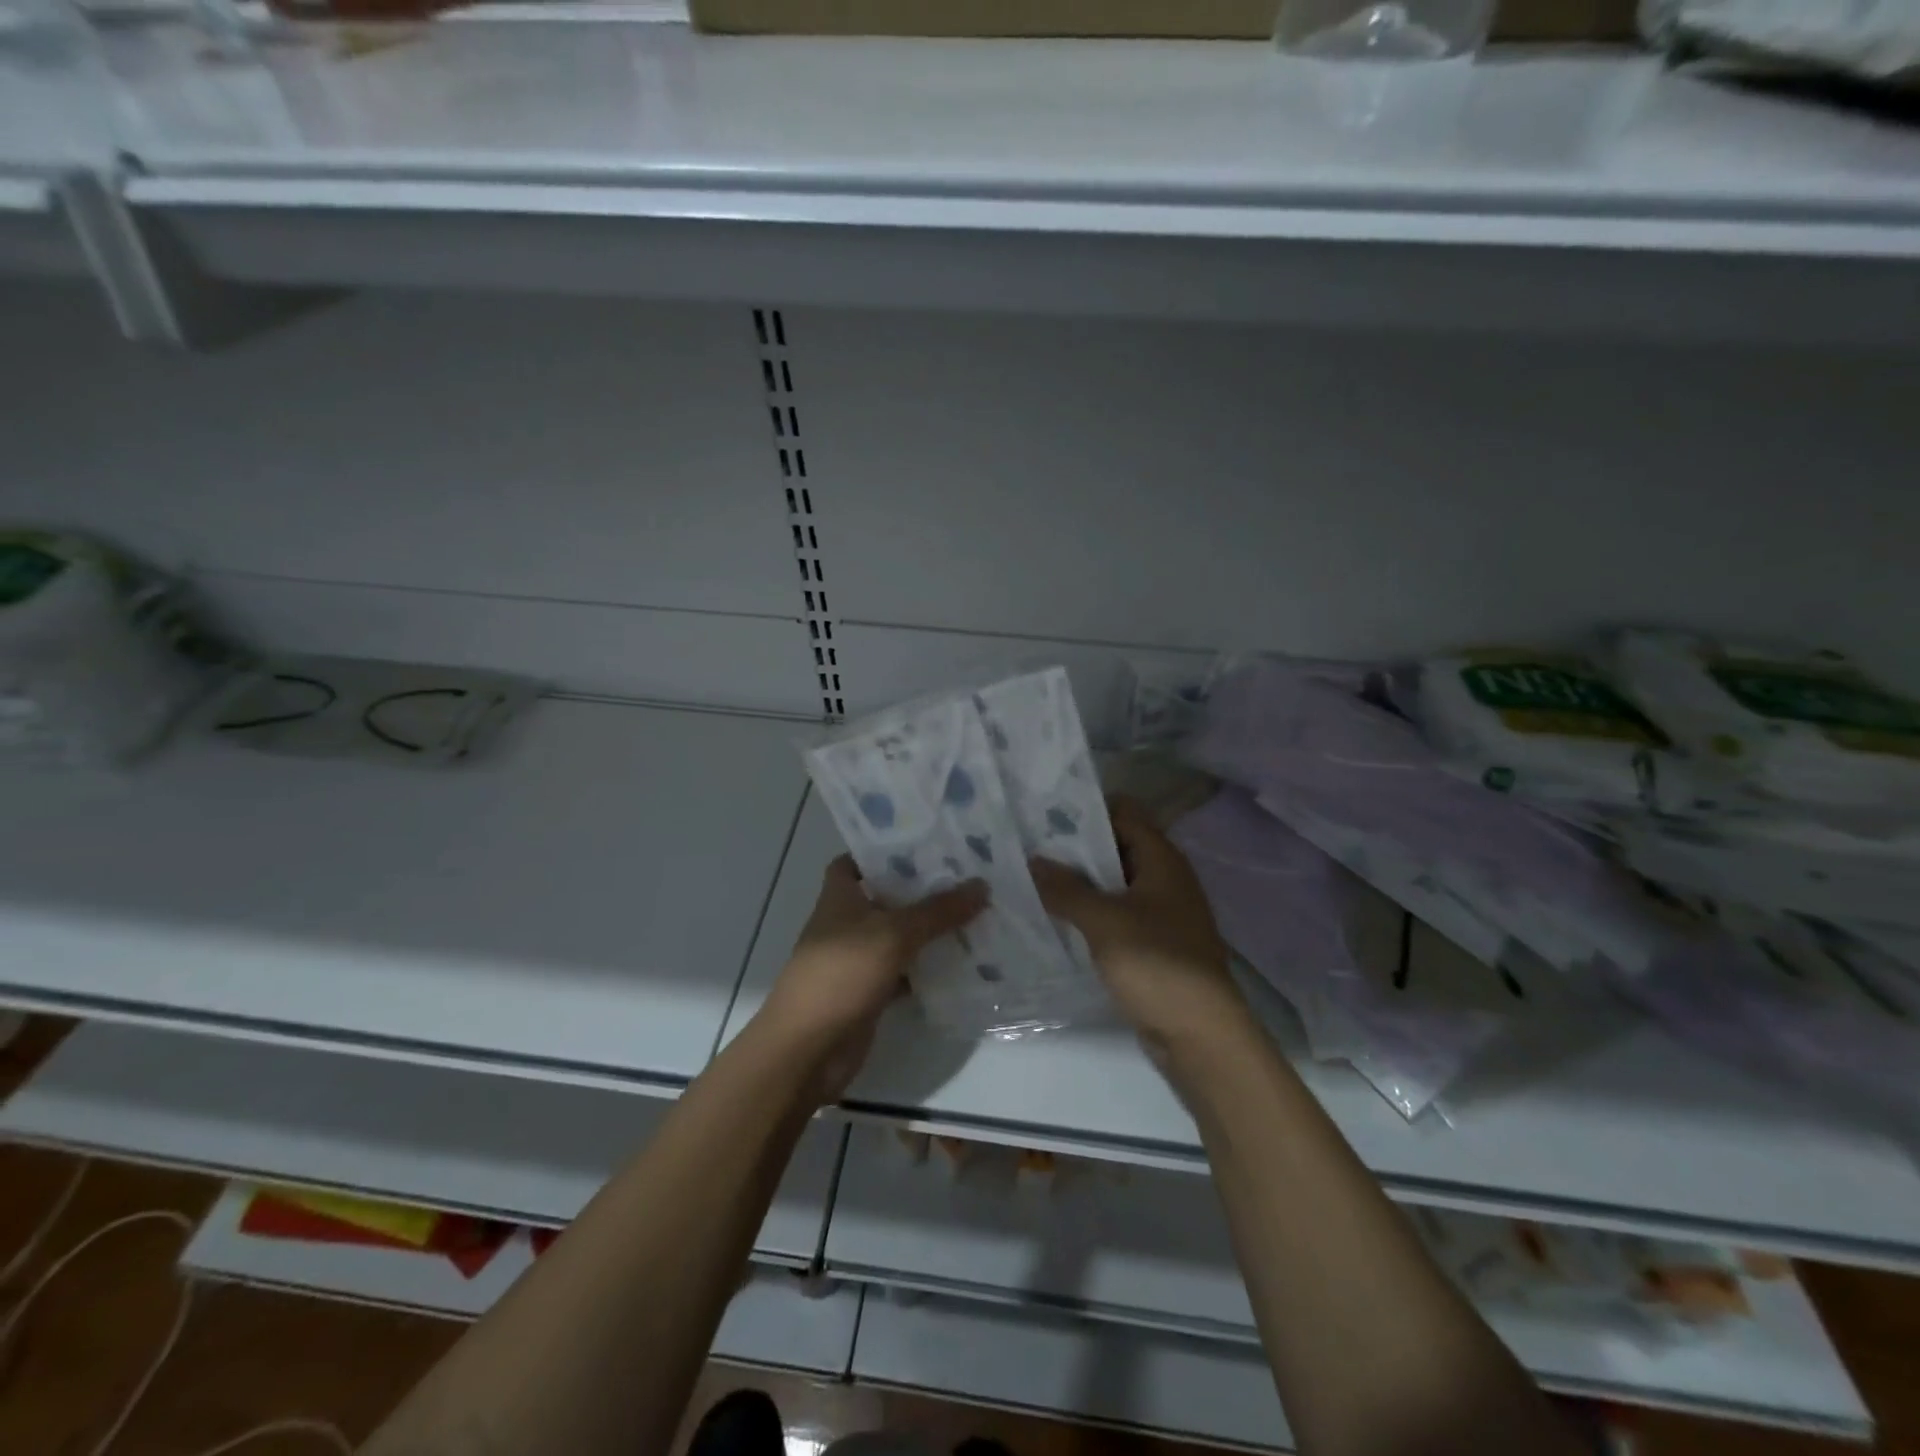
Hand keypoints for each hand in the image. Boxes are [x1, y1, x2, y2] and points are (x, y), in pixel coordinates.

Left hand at [759, 856, 985, 1103]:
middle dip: (920, 889)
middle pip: (884, 898)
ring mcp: (857, 960)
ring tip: (975, 913)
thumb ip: (938, 910)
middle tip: (965, 876)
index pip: (854, 862)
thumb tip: (982, 885)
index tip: (922, 845)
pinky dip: (926, 970)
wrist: (808, 1048)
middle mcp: (846, 924)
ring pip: (898, 937)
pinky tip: (962, 963)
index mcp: (839, 897)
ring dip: (928, 930)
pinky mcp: (869, 993)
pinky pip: (903, 973)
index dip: (881, 851)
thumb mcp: (894, 933)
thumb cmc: (843, 973)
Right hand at [1030, 799, 1242, 1056]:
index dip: (1087, 810)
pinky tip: (1057, 919)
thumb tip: (1033, 860)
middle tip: (1029, 847)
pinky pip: (1116, 916)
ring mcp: (1161, 914)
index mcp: (1162, 860)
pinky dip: (1090, 914)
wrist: (1200, 1035)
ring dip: (1080, 883)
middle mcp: (1165, 879)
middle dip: (1076, 848)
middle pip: (1118, 848)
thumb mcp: (1104, 921)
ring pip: (1115, 885)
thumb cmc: (1156, 963)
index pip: (1124, 813)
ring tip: (1033, 879)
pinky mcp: (1153, 945)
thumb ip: (1067, 888)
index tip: (1044, 814)